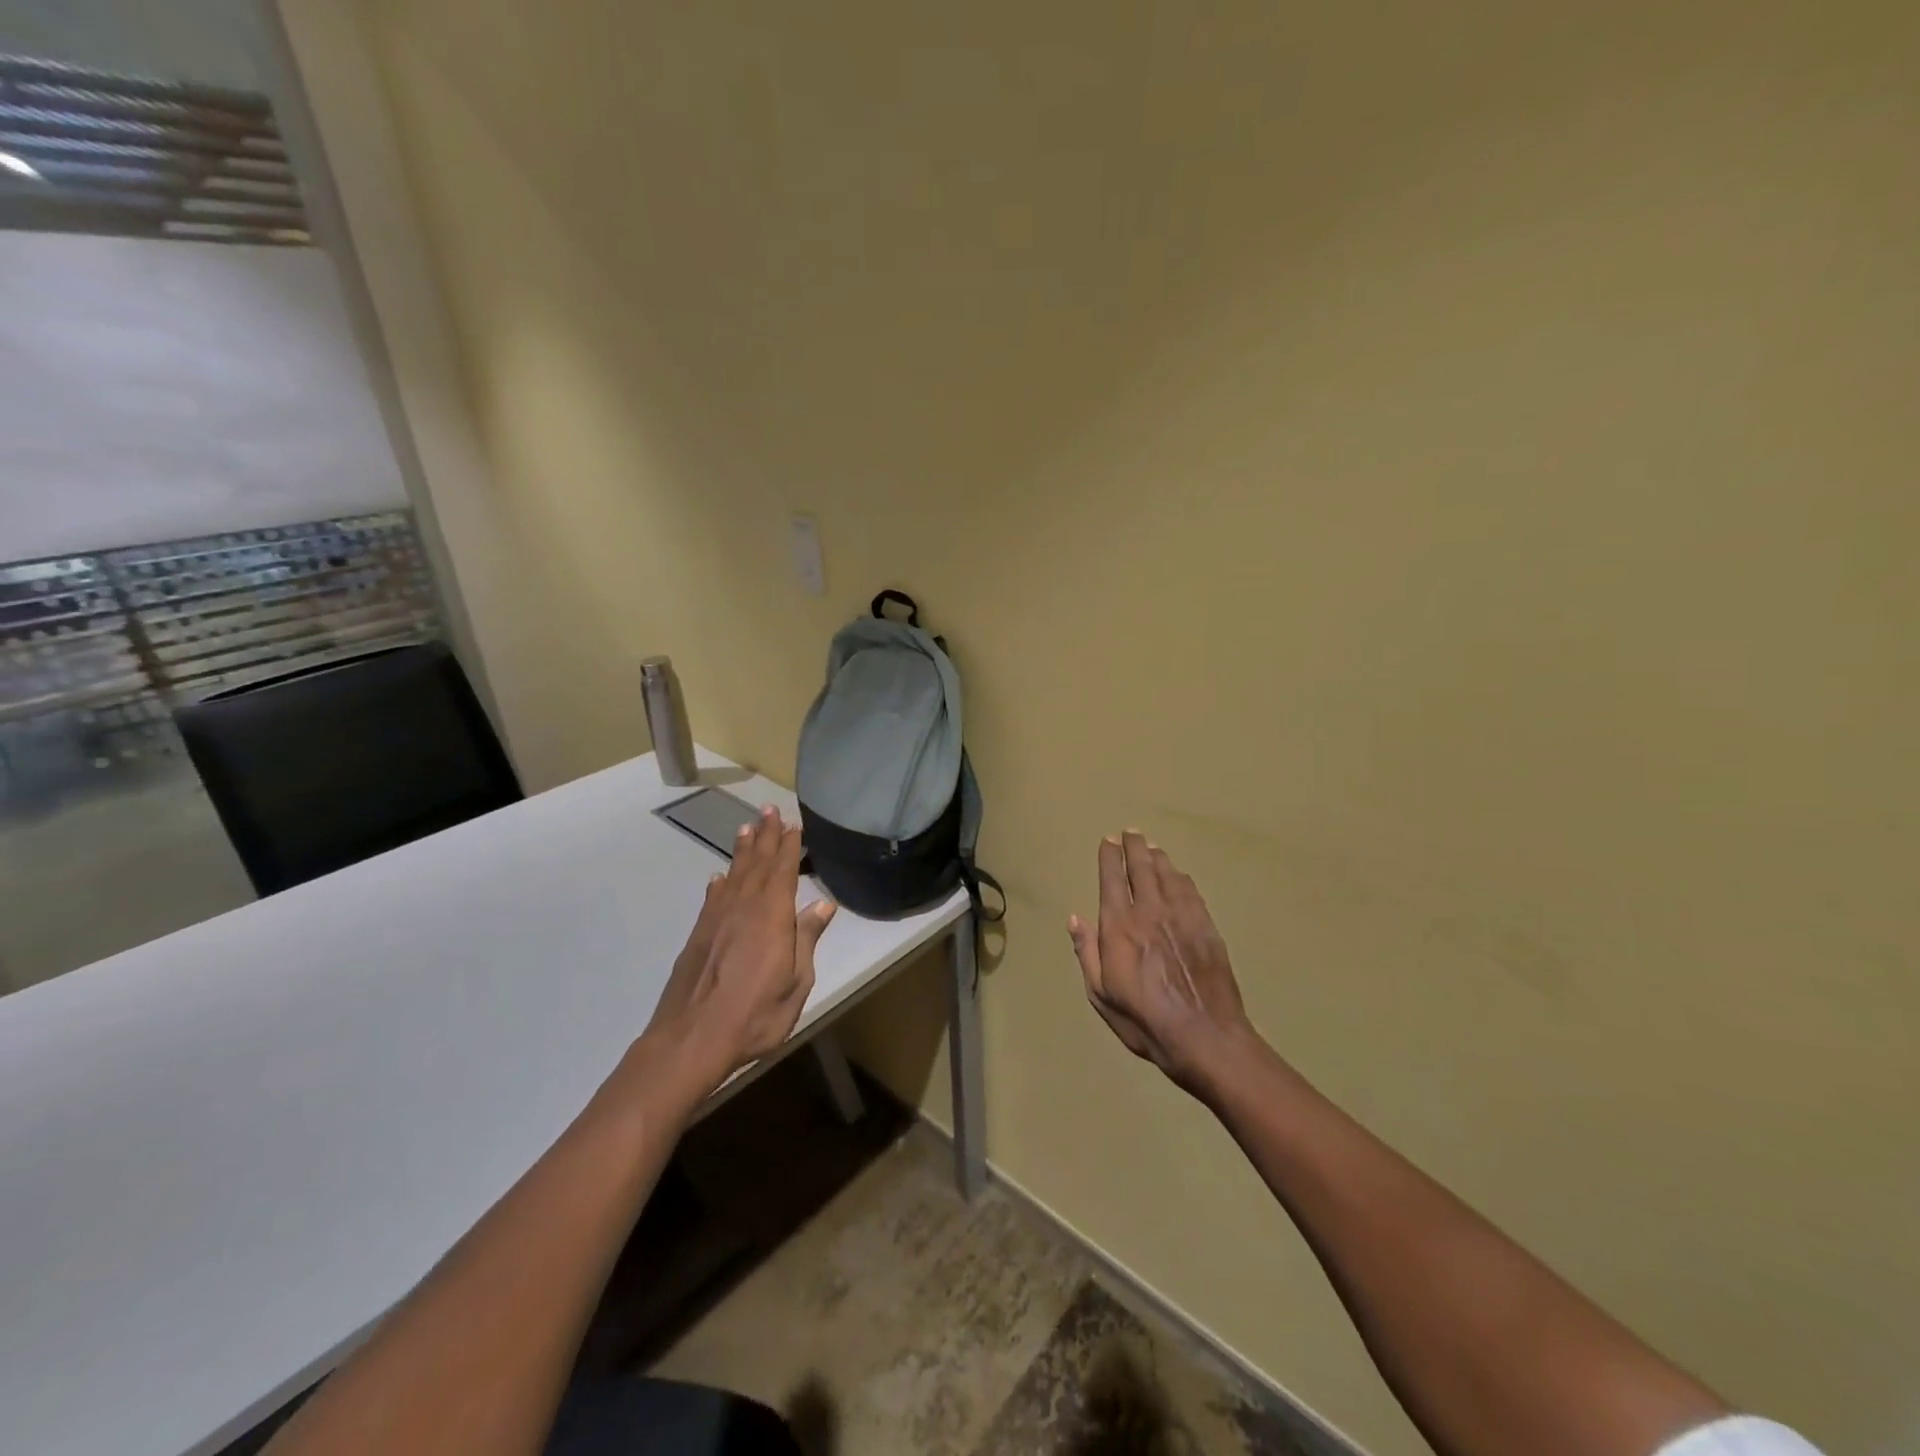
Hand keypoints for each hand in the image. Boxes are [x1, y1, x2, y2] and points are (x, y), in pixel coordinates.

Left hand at [644, 805, 836, 1094]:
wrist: (691, 1039)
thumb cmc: (754, 1014)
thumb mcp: (796, 982)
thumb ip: (807, 939)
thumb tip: (823, 904)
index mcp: (772, 916)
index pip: (784, 870)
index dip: (789, 845)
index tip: (793, 823)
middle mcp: (744, 907)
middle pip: (758, 863)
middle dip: (765, 836)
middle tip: (769, 809)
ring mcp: (717, 919)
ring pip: (734, 874)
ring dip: (742, 850)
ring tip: (747, 828)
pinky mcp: (698, 935)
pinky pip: (713, 897)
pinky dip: (720, 882)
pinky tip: (720, 876)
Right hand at [1069, 831, 1252, 1096]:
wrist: (1205, 1036)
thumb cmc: (1145, 1021)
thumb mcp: (1101, 994)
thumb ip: (1087, 953)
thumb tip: (1075, 919)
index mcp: (1120, 927)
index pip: (1112, 879)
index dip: (1109, 857)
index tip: (1108, 842)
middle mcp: (1150, 912)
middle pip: (1142, 868)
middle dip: (1135, 847)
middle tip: (1131, 833)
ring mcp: (1182, 917)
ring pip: (1168, 875)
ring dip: (1158, 858)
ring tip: (1152, 848)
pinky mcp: (1206, 927)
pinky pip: (1191, 891)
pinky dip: (1180, 878)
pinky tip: (1178, 876)